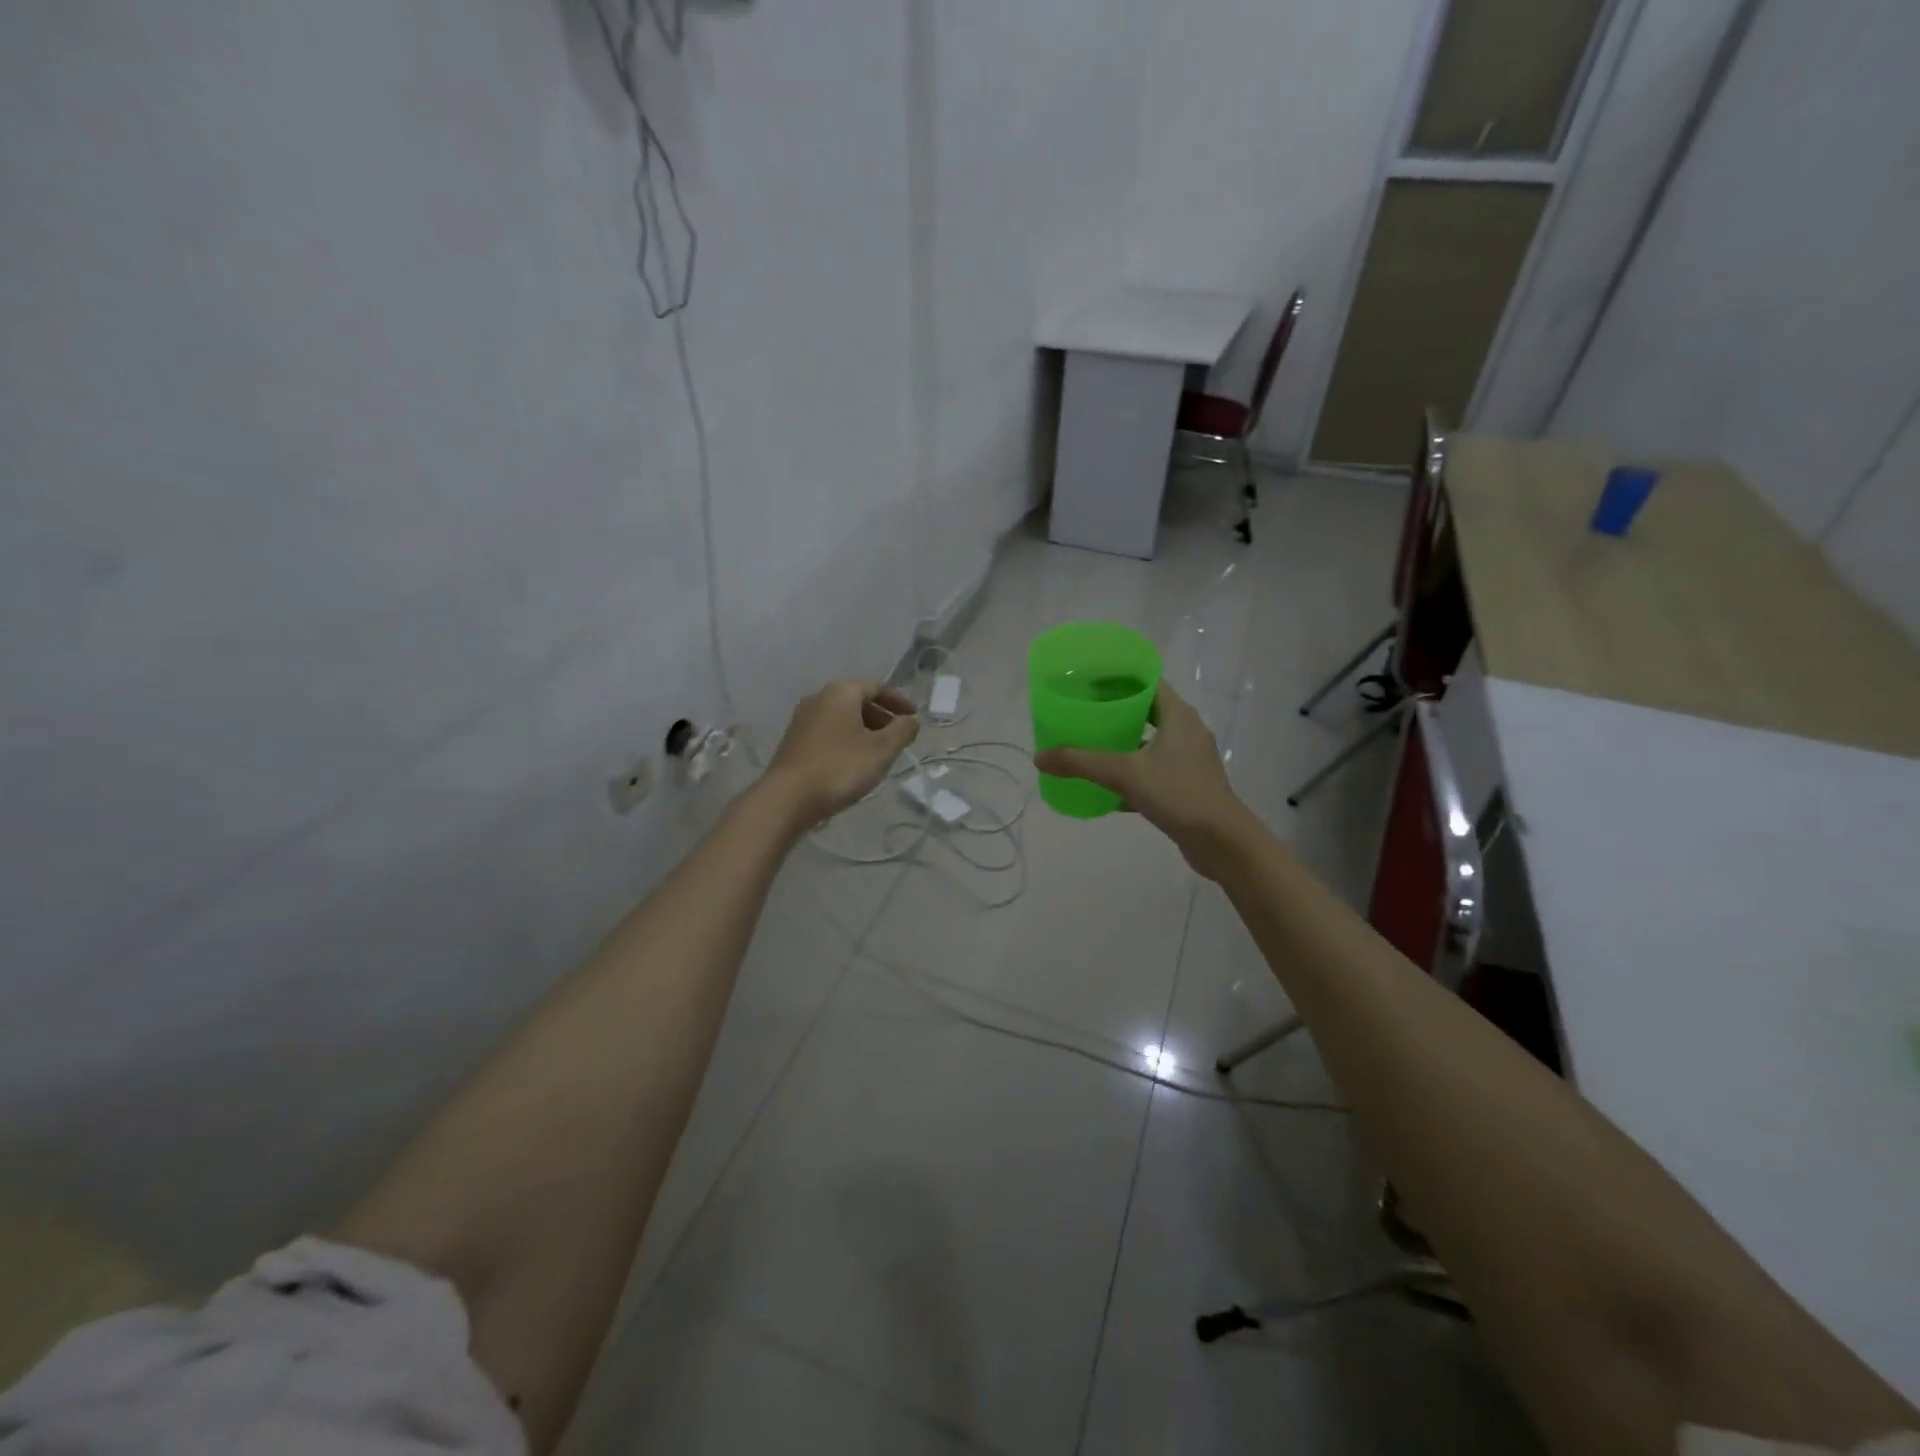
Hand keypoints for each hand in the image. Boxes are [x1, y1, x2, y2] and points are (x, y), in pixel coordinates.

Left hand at [764, 679, 919, 822]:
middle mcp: (818, 697)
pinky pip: (828, 732)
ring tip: (879, 754)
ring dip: (864, 730)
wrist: (787, 798)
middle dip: (881, 717)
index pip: (877, 687)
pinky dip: (846, 740)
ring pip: (842, 718)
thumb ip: (903, 730)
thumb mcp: (882, 749)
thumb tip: (911, 720)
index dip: (899, 702)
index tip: (913, 719)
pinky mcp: (793, 741)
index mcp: (841, 692)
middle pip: (858, 700)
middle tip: (898, 738)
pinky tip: (853, 762)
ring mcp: (802, 719)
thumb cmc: (840, 767)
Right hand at [1034, 682, 1252, 877]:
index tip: (1088, 681)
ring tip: (1089, 746)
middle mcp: (1186, 732)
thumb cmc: (1178, 793)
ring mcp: (1188, 760)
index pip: (1147, 683)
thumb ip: (1081, 763)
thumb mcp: (1124, 774)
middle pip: (1146, 712)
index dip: (1118, 678)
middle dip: (1114, 712)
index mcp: (1178, 716)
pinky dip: (1131, 775)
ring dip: (1122, 744)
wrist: (1222, 841)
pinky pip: (1153, 771)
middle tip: (1081, 713)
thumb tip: (1039, 757)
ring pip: (1149, 743)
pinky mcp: (1186, 786)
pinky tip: (1106, 789)